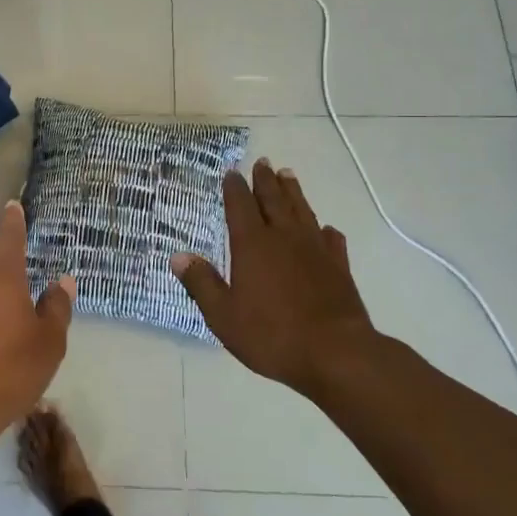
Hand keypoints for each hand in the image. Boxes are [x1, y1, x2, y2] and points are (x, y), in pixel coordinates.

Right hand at [172, 160, 376, 395]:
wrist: (335, 353)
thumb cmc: (272, 335)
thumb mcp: (223, 315)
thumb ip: (201, 283)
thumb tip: (178, 256)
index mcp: (252, 245)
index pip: (240, 206)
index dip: (234, 188)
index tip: (232, 172)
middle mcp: (284, 238)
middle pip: (273, 200)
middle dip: (265, 180)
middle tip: (262, 162)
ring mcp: (315, 250)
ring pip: (302, 211)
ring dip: (293, 192)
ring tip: (288, 175)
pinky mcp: (338, 267)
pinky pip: (331, 240)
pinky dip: (325, 230)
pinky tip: (325, 229)